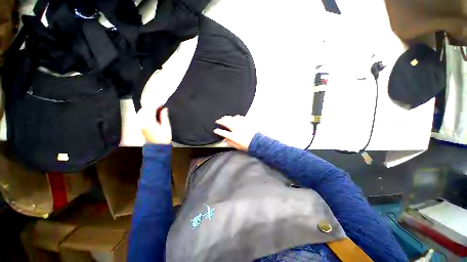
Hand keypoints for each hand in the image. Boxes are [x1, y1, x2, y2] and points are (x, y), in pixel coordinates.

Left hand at [138, 107, 171, 144]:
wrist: (158, 150)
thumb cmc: (162, 140)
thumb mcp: (166, 127)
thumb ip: (164, 116)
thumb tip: (164, 109)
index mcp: (149, 122)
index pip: (151, 108)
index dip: (157, 105)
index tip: (161, 104)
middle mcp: (143, 123)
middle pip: (144, 109)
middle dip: (151, 106)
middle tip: (158, 106)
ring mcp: (141, 126)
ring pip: (141, 113)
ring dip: (147, 110)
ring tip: (153, 110)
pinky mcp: (140, 128)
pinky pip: (140, 118)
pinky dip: (144, 114)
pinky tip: (149, 115)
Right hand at [213, 115, 256, 151]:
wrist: (257, 143)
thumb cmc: (247, 146)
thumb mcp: (237, 146)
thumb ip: (229, 142)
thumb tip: (224, 140)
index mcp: (233, 136)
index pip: (223, 132)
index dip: (218, 131)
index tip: (215, 130)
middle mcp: (236, 129)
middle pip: (226, 122)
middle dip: (220, 121)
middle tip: (218, 121)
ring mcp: (241, 125)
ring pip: (232, 118)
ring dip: (228, 117)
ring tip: (225, 118)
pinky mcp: (246, 122)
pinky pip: (240, 117)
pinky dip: (236, 117)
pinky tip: (235, 117)